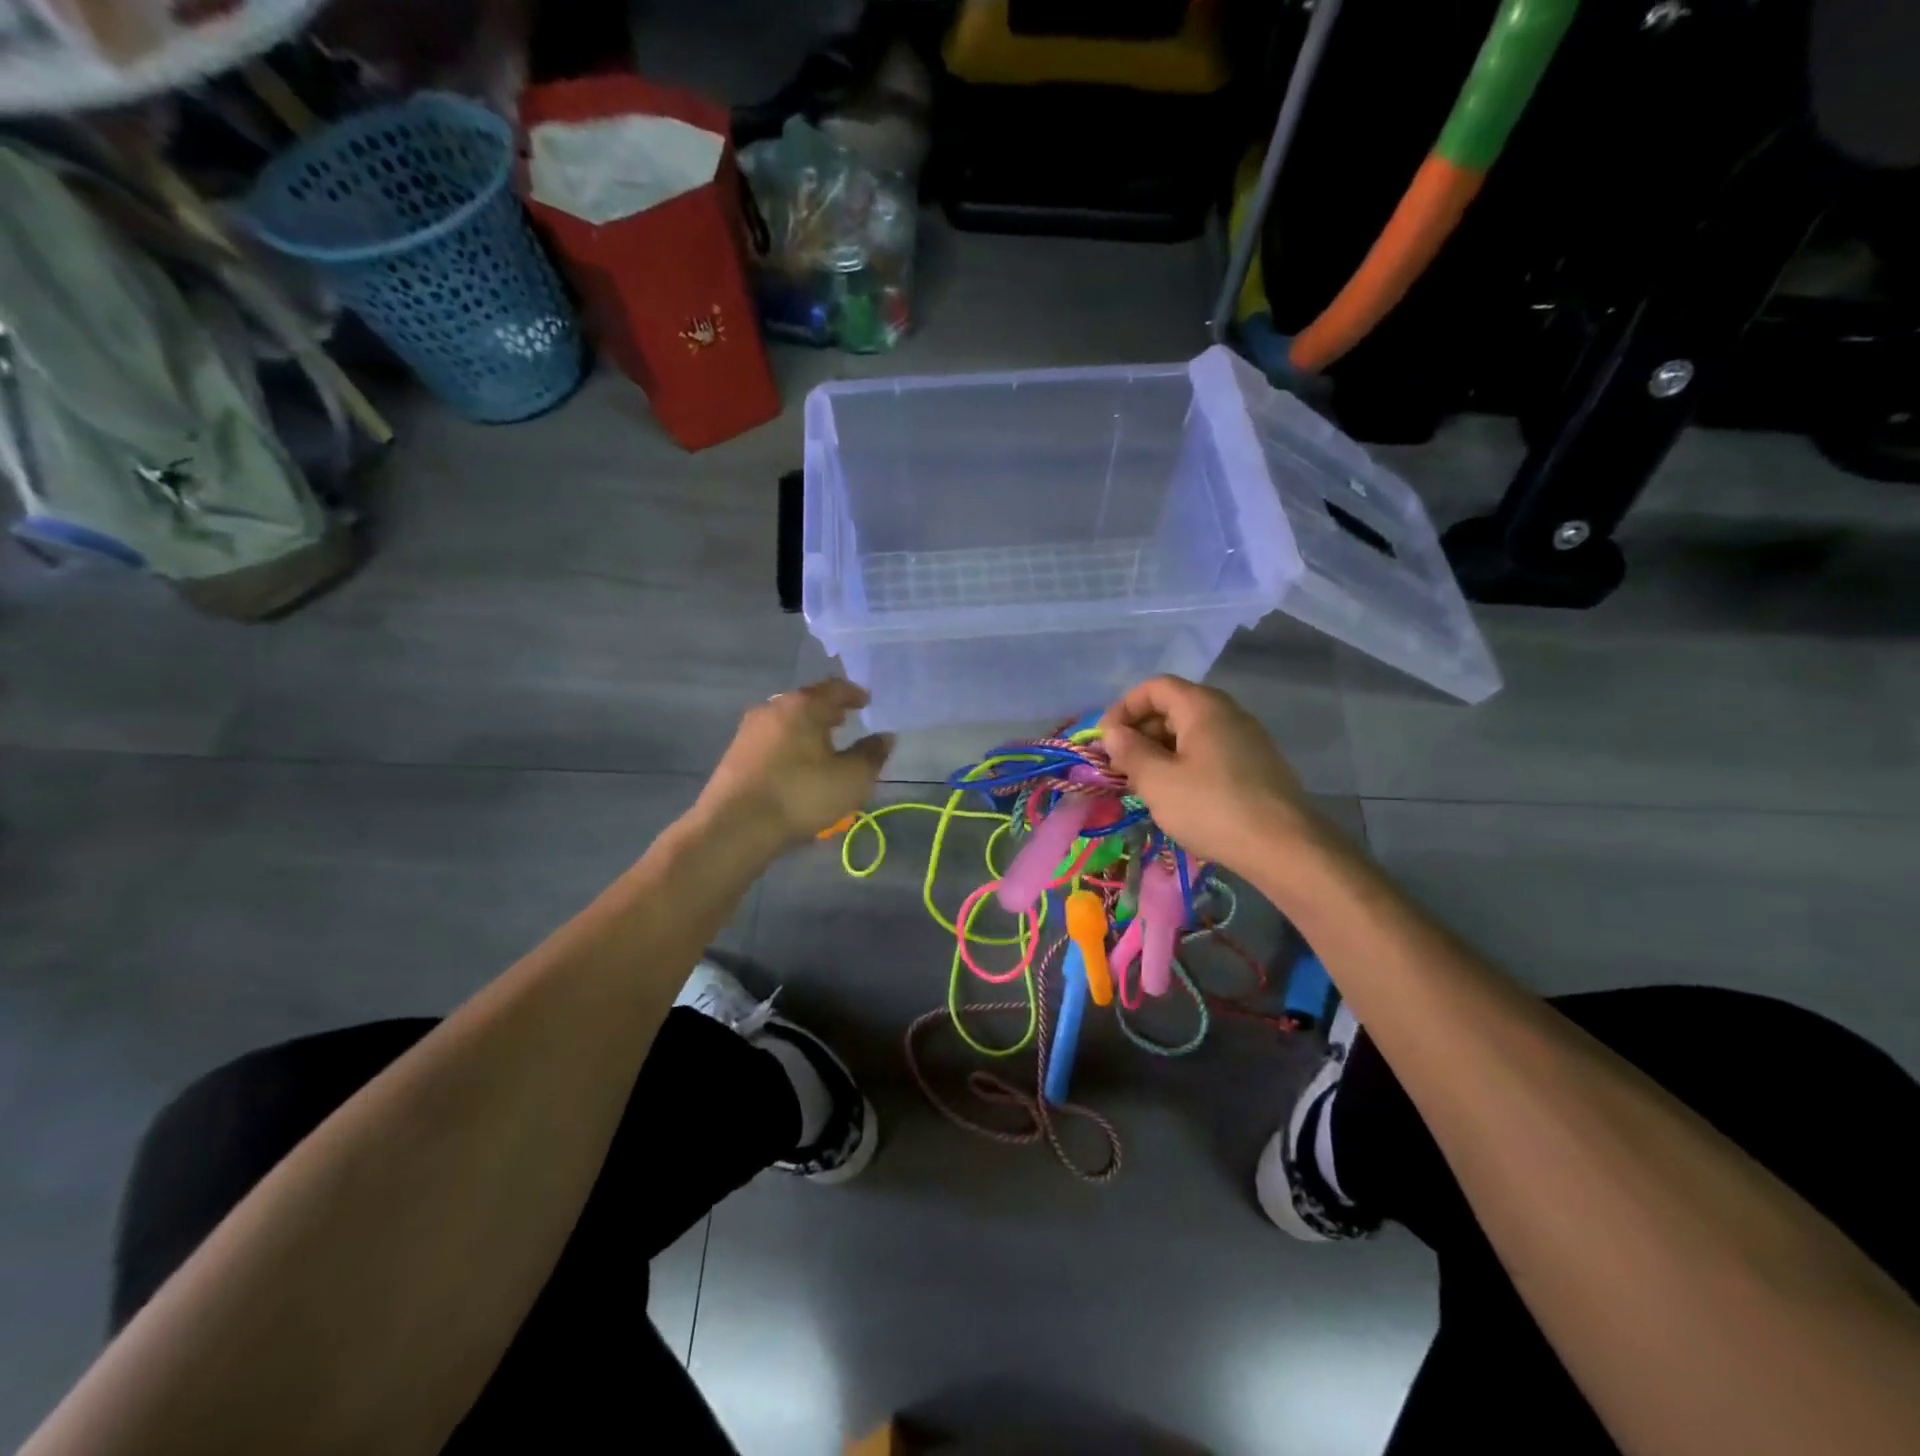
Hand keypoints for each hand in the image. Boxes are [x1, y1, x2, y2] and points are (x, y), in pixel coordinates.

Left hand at [696, 680, 893, 848]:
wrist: (735, 827)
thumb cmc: (800, 795)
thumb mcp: (851, 779)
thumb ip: (871, 755)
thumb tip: (885, 737)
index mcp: (802, 705)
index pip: (834, 688)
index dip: (854, 694)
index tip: (866, 702)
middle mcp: (773, 708)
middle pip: (806, 702)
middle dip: (828, 711)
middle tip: (845, 721)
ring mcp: (749, 730)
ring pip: (787, 721)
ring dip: (807, 728)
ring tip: (823, 744)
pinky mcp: (735, 753)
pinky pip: (772, 739)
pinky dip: (790, 744)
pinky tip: (797, 764)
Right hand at [1097, 676, 1318, 873]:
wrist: (1284, 848)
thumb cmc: (1211, 807)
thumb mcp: (1157, 781)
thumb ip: (1130, 751)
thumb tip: (1113, 733)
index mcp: (1203, 707)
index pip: (1155, 687)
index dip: (1124, 707)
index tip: (1106, 738)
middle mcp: (1228, 713)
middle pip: (1174, 706)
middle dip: (1141, 730)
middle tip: (1121, 764)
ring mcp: (1247, 739)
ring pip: (1192, 731)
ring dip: (1161, 749)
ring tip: (1144, 782)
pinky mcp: (1256, 765)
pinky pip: (1210, 751)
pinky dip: (1185, 762)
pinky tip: (1177, 795)